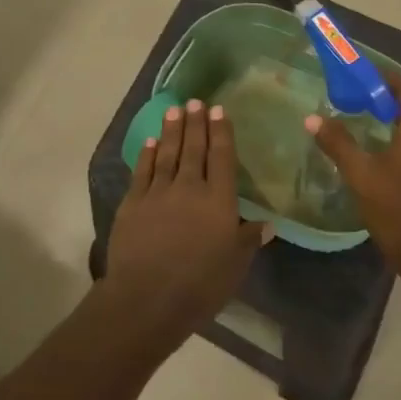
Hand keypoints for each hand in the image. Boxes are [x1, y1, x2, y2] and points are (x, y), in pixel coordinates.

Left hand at [104, 99, 267, 348]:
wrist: (147, 298)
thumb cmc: (199, 286)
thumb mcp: (234, 267)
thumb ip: (248, 240)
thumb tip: (268, 223)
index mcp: (219, 201)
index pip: (222, 158)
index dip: (221, 132)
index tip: (219, 111)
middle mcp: (189, 188)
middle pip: (194, 148)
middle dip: (196, 123)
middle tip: (196, 101)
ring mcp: (158, 192)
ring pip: (168, 153)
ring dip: (172, 130)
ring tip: (176, 110)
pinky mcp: (133, 202)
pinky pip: (142, 170)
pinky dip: (148, 154)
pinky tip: (151, 141)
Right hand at [307, 66, 400, 283]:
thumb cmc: (399, 211)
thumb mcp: (361, 176)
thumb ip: (338, 144)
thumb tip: (312, 118)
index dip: (384, 77)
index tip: (358, 73)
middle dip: (383, 98)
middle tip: (352, 97)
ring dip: (391, 120)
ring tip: (359, 122)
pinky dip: (398, 140)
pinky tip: (376, 154)